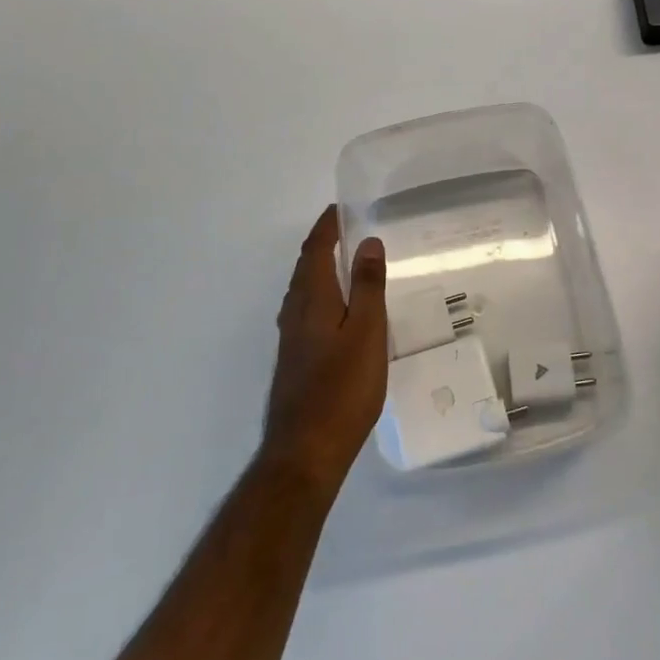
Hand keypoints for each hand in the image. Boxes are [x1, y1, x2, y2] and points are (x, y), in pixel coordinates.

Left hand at [263, 207, 387, 486]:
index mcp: (313, 300)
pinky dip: (320, 296)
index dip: (326, 228)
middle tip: (345, 231)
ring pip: (303, 292)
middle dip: (322, 246)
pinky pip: (306, 312)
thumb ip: (368, 287)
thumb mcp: (367, 333)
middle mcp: (296, 313)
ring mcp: (291, 339)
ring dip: (320, 270)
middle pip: (306, 269)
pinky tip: (335, 313)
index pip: (316, 251)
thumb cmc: (343, 388)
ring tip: (344, 264)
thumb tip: (368, 242)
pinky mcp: (294, 361)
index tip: (338, 209)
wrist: (306, 450)